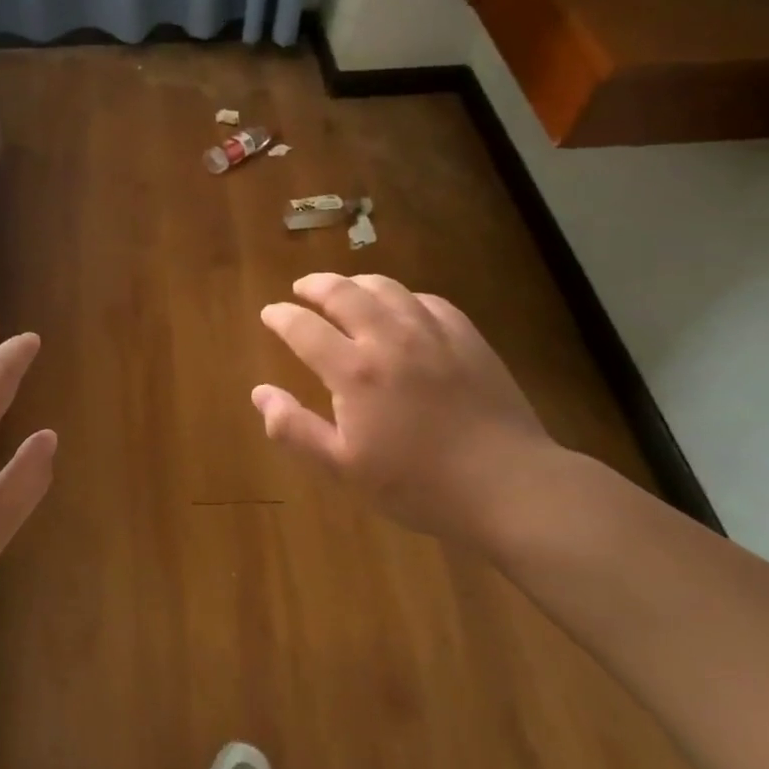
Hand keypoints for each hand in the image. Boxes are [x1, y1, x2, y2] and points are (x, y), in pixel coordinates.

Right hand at [254, 274, 554, 542]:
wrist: (509, 486)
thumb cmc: (418, 484)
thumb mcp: (344, 468)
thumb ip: (295, 429)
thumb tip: (259, 393)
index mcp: (354, 371)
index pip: (303, 328)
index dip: (281, 316)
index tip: (270, 313)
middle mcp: (389, 339)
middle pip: (344, 292)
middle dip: (316, 285)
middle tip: (302, 288)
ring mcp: (432, 333)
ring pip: (386, 288)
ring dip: (357, 283)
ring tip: (346, 289)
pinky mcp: (467, 337)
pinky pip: (427, 300)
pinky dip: (403, 297)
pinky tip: (401, 308)